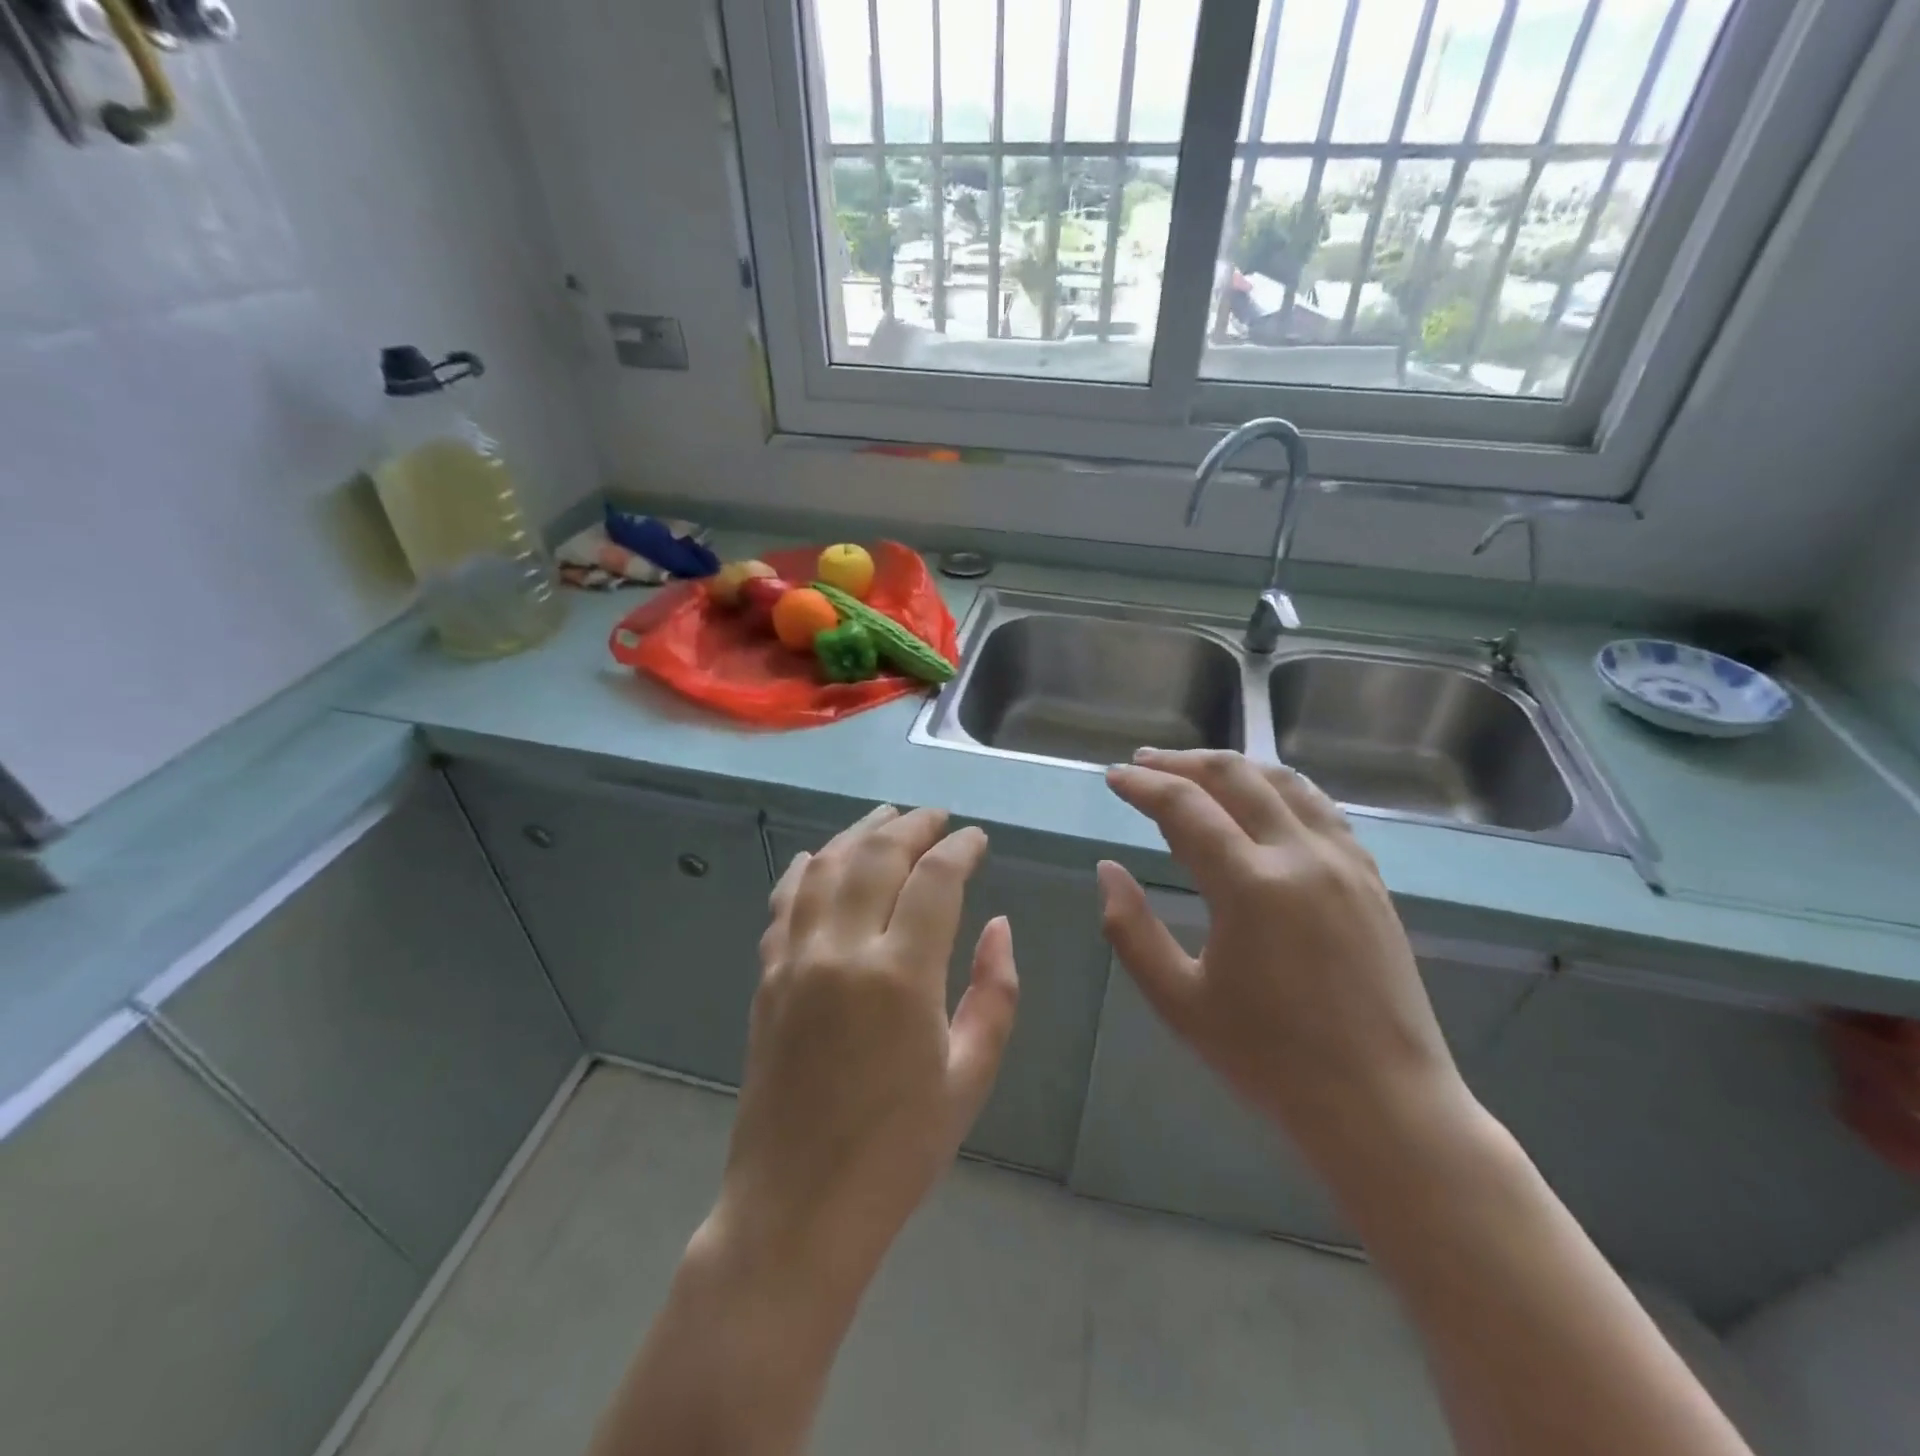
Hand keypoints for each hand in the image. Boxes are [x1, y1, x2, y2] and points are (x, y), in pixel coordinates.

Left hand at [702, 805, 1019, 1302]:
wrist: (796, 1208)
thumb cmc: (899, 1151)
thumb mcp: (970, 1077)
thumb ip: (995, 993)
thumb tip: (998, 925)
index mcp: (901, 976)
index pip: (935, 879)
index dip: (960, 849)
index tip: (977, 839)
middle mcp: (842, 951)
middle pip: (877, 856)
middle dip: (913, 826)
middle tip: (937, 818)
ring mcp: (795, 960)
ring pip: (826, 867)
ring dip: (859, 833)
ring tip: (887, 818)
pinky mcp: (767, 978)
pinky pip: (784, 902)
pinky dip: (805, 869)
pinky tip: (820, 857)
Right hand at [1099, 749, 1466, 1162]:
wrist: (1384, 1105)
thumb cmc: (1270, 1060)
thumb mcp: (1179, 1001)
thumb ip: (1131, 930)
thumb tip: (1107, 869)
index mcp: (1251, 886)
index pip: (1184, 808)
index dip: (1143, 786)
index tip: (1113, 777)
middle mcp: (1301, 856)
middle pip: (1235, 777)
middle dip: (1182, 763)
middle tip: (1144, 763)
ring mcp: (1344, 861)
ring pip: (1283, 781)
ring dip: (1232, 766)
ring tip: (1195, 770)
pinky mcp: (1370, 877)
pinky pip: (1319, 807)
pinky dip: (1278, 788)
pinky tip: (1261, 800)